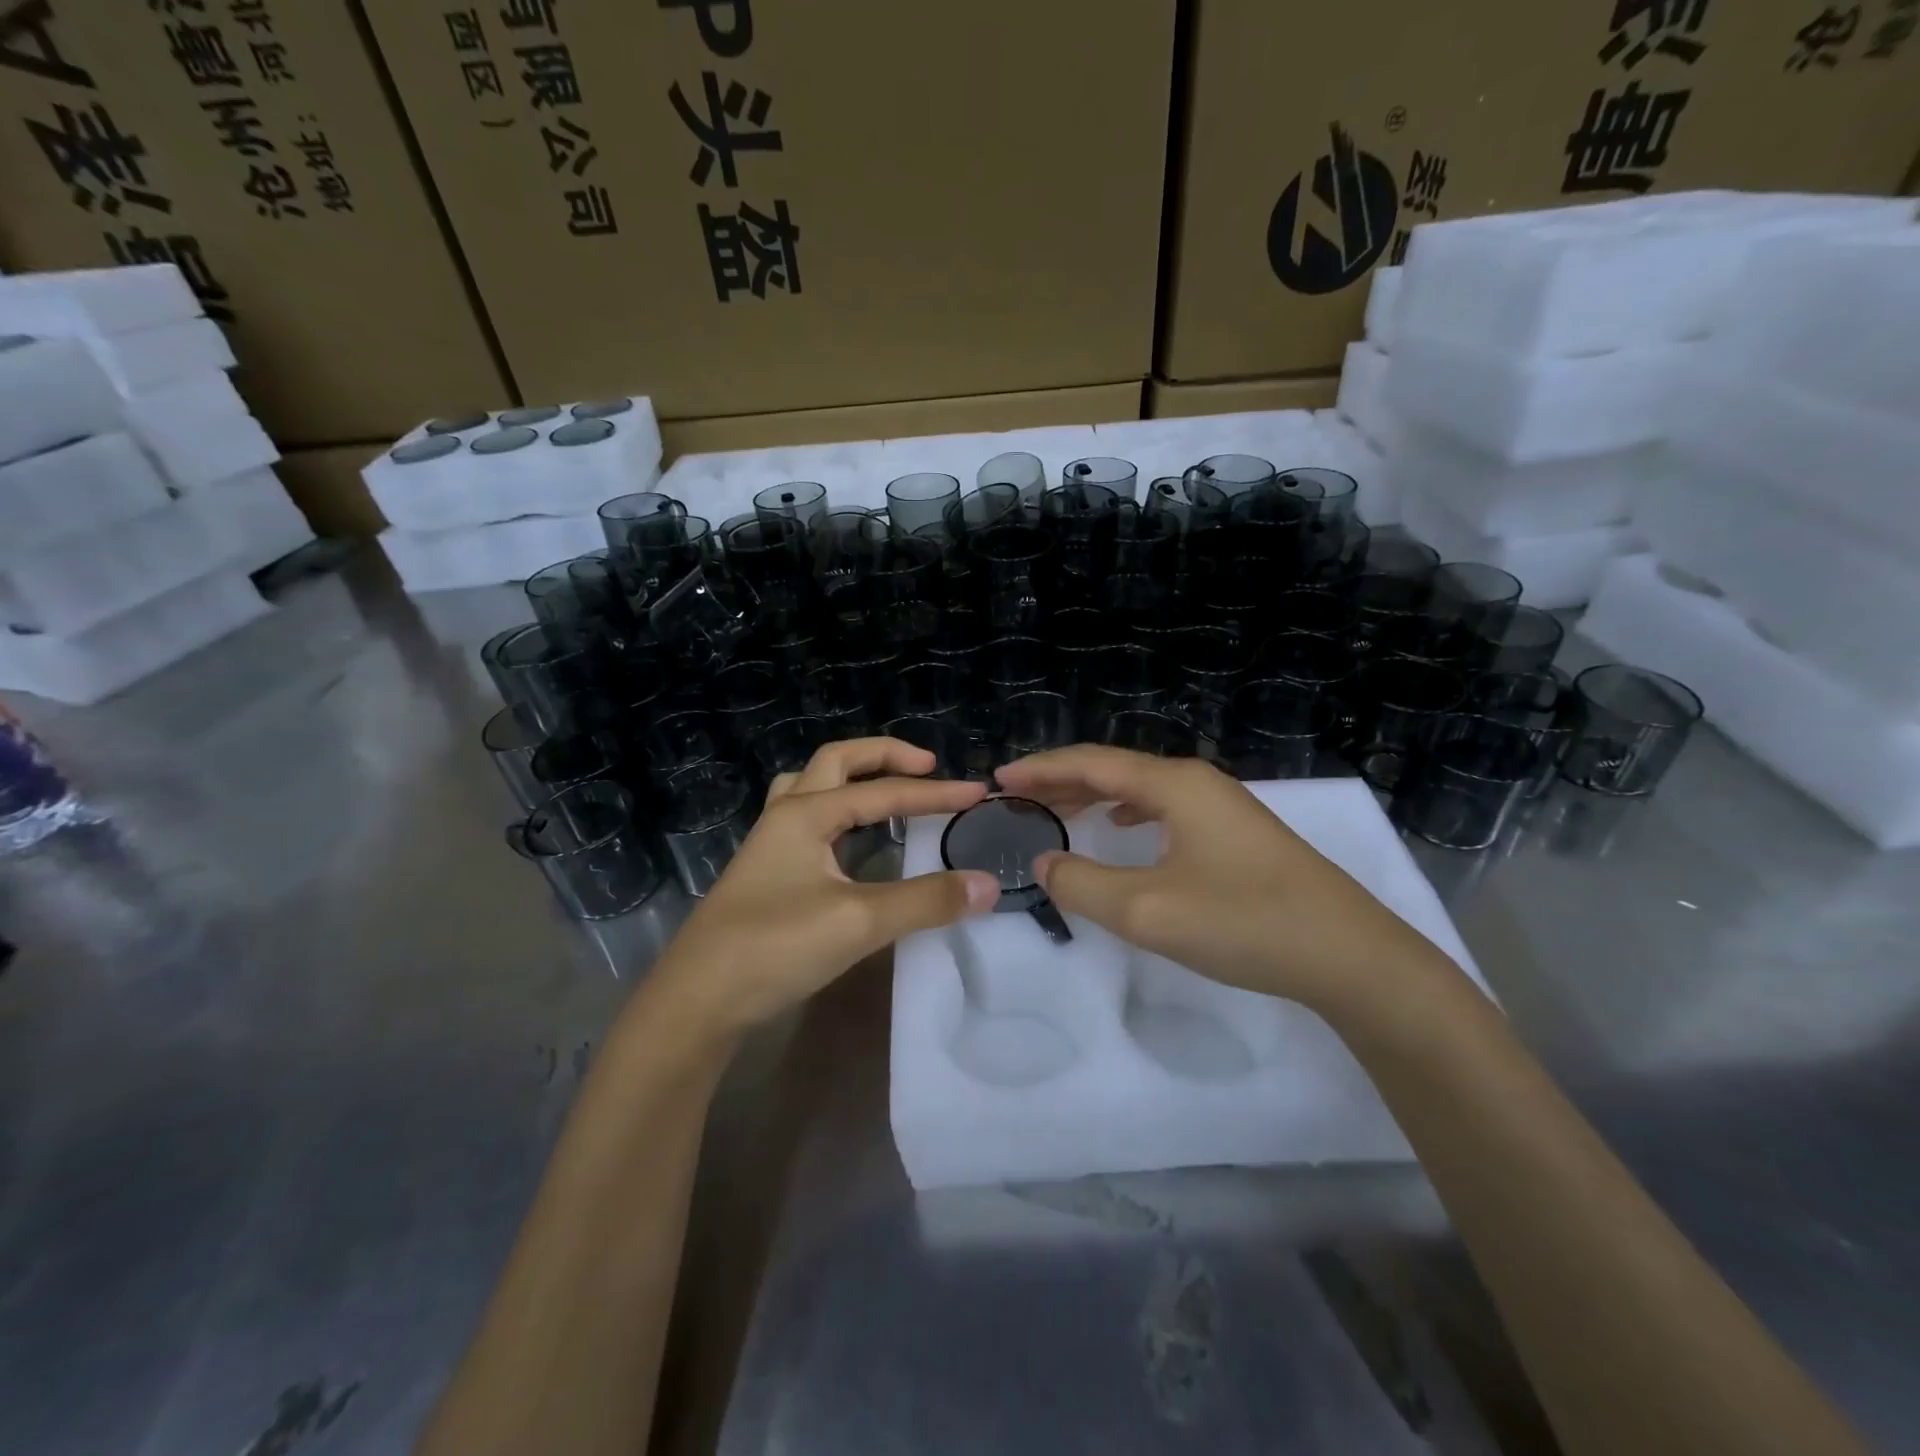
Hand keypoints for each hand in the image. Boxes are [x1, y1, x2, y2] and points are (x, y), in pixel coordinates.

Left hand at [648, 739, 999, 1040]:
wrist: (696, 1001)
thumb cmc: (775, 948)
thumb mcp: (859, 922)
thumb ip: (926, 901)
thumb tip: (988, 884)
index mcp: (806, 813)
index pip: (884, 793)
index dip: (935, 794)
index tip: (977, 793)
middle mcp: (785, 815)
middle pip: (837, 761)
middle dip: (885, 756)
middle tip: (928, 767)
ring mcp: (769, 843)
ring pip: (811, 785)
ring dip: (852, 777)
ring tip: (885, 791)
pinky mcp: (765, 872)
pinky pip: (805, 818)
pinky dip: (836, 810)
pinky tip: (848, 840)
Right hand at [993, 746, 1450, 1013]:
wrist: (1350, 955)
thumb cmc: (1244, 923)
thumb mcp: (1148, 911)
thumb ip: (1083, 884)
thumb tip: (1045, 861)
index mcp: (1174, 785)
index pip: (1091, 762)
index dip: (1041, 769)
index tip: (999, 779)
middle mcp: (1197, 782)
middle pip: (1115, 768)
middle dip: (1063, 779)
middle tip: (1018, 795)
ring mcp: (1222, 806)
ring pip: (1141, 788)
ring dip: (1094, 794)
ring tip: (1058, 808)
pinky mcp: (1237, 834)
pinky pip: (1165, 809)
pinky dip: (1128, 811)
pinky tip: (1122, 826)